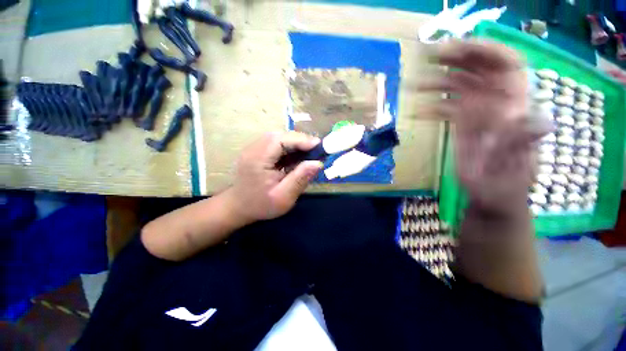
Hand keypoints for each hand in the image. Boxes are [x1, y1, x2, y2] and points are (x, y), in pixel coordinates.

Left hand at [223, 132, 323, 224]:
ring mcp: (254, 149)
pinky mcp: (258, 151)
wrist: (239, 208)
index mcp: (257, 159)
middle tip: (316, 150)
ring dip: (296, 143)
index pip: (280, 140)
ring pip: (279, 138)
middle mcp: (253, 149)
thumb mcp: (283, 197)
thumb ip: (300, 179)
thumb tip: (318, 163)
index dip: (301, 140)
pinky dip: (290, 148)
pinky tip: (298, 156)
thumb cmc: (261, 205)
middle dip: (300, 141)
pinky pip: (276, 144)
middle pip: (280, 136)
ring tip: (310, 153)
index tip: (319, 146)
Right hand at [420, 40, 550, 213]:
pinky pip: (446, 106)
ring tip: (414, 85)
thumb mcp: (513, 166)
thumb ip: (521, 142)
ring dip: (436, 81)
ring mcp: (476, 110)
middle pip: (479, 68)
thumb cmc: (504, 183)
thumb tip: (542, 122)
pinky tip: (418, 112)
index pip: (507, 64)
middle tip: (429, 57)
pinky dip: (431, 106)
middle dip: (455, 58)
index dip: (485, 50)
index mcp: (514, 105)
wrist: (491, 194)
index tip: (456, 49)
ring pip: (458, 84)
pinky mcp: (462, 121)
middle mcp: (496, 101)